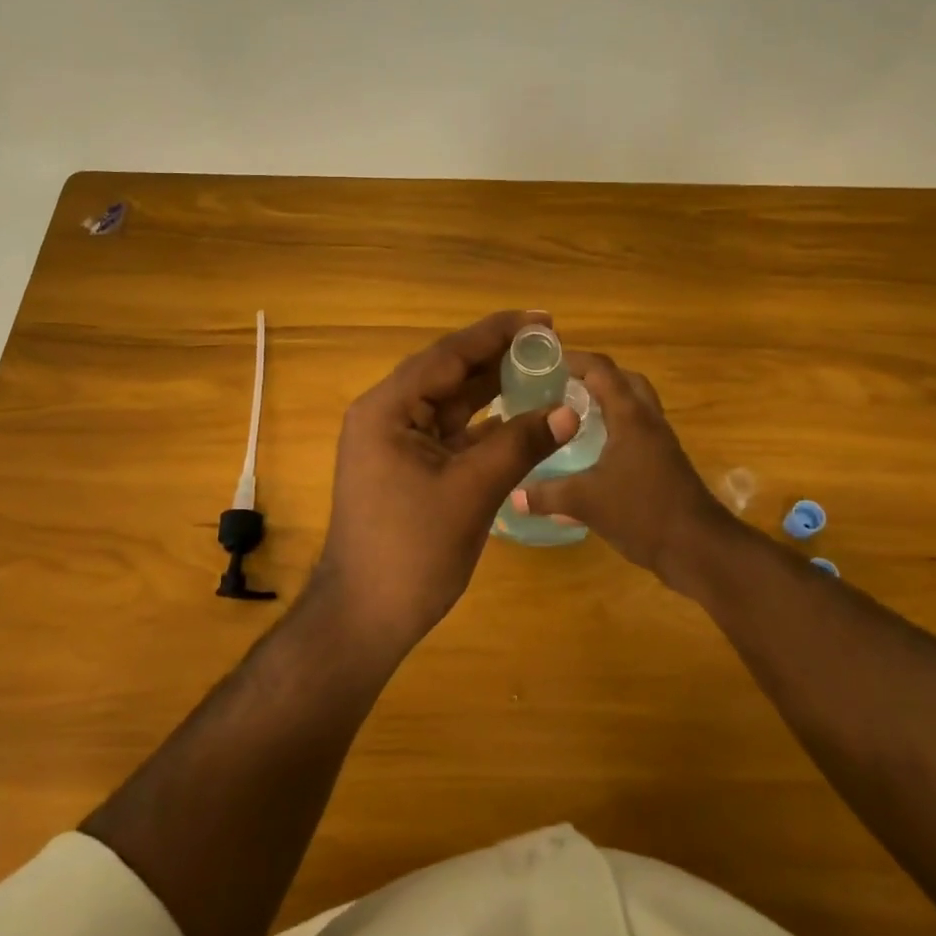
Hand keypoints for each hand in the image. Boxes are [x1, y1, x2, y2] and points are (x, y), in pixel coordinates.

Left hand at [314, 310, 579, 652]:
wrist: (365, 617)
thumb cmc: (412, 550)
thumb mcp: (471, 492)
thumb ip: (520, 445)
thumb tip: (569, 410)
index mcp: (387, 409)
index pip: (448, 355)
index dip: (496, 333)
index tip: (542, 318)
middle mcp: (386, 415)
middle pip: (448, 374)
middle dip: (497, 357)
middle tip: (549, 341)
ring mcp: (395, 443)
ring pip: (450, 403)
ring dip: (493, 389)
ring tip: (541, 370)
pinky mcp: (408, 467)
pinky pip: (450, 433)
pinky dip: (484, 425)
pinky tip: (520, 416)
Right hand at [512, 351, 736, 594]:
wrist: (700, 549)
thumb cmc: (643, 512)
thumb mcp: (586, 502)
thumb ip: (547, 495)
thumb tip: (513, 495)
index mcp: (630, 417)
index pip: (602, 370)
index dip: (574, 360)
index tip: (544, 362)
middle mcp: (648, 421)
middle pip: (624, 381)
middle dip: (593, 377)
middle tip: (560, 386)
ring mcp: (660, 443)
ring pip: (633, 407)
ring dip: (606, 403)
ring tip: (571, 415)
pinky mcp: (664, 465)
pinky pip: (636, 433)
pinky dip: (614, 431)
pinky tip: (591, 454)